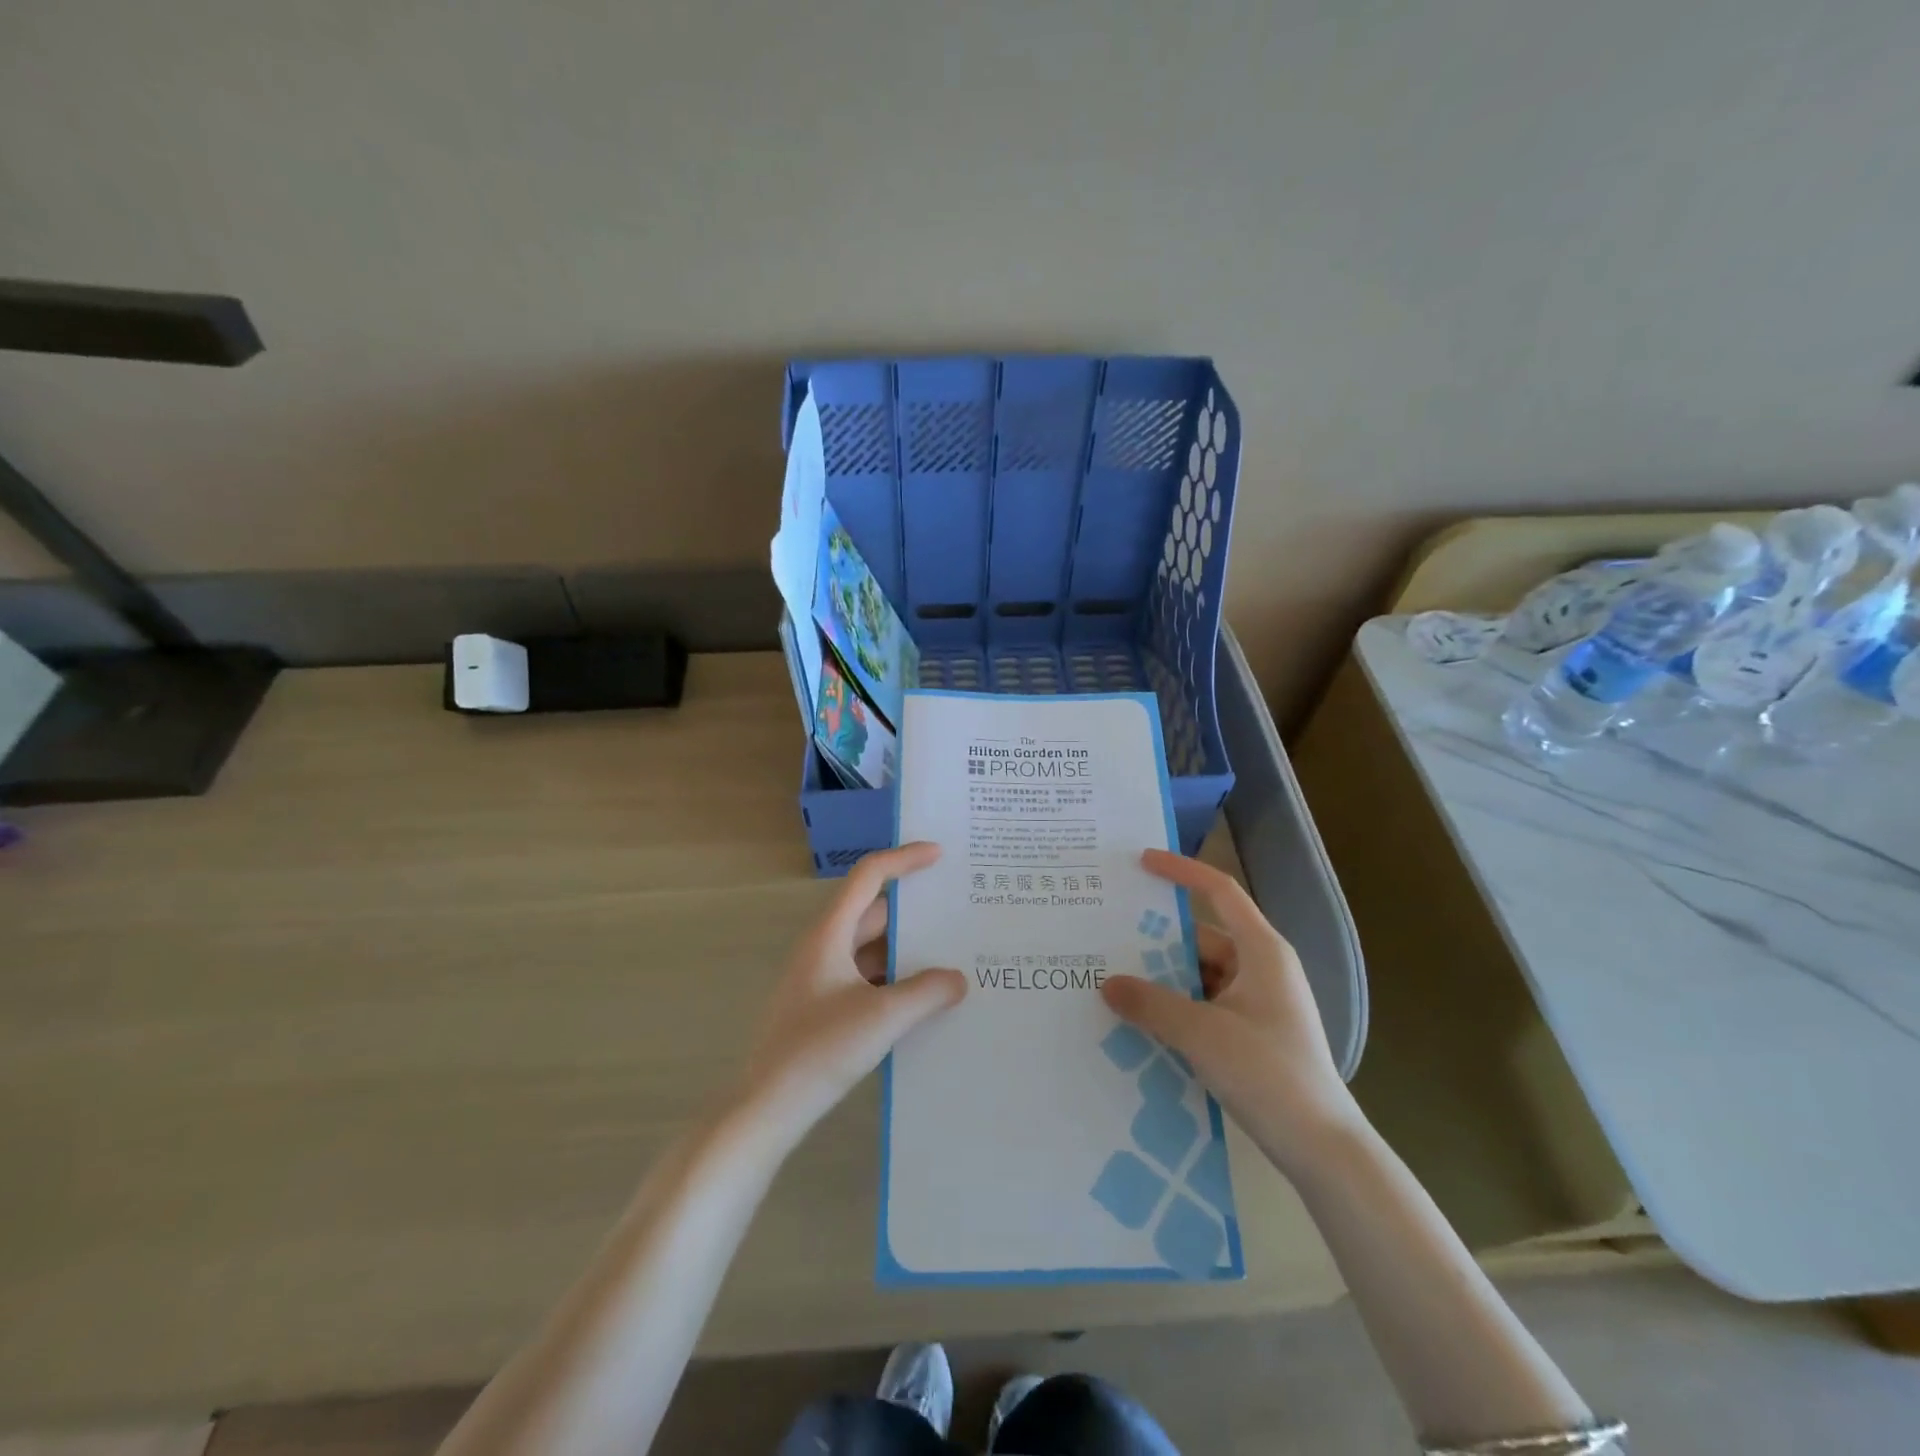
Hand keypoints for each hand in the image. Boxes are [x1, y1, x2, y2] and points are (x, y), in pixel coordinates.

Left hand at [734, 842, 966, 1140]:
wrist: (768, 1107)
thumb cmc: (820, 1049)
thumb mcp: (883, 1017)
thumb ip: (927, 992)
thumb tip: (958, 979)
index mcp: (830, 934)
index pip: (868, 877)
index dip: (903, 859)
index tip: (939, 855)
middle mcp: (824, 947)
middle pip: (874, 913)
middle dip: (914, 912)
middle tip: (957, 910)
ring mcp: (822, 978)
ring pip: (872, 949)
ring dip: (906, 951)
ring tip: (951, 956)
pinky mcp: (824, 1007)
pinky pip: (867, 978)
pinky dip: (895, 980)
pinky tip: (924, 999)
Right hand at [1101, 849, 1360, 1174]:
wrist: (1322, 1149)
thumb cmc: (1268, 1073)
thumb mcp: (1201, 1033)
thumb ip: (1150, 1004)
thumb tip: (1107, 984)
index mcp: (1261, 951)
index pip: (1220, 891)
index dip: (1181, 871)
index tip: (1142, 861)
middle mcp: (1261, 968)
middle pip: (1201, 938)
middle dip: (1157, 939)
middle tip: (1108, 937)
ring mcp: (1258, 1003)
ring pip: (1200, 975)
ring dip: (1163, 979)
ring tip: (1114, 982)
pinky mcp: (1252, 1034)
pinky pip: (1205, 1005)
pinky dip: (1176, 1007)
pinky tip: (1141, 1021)